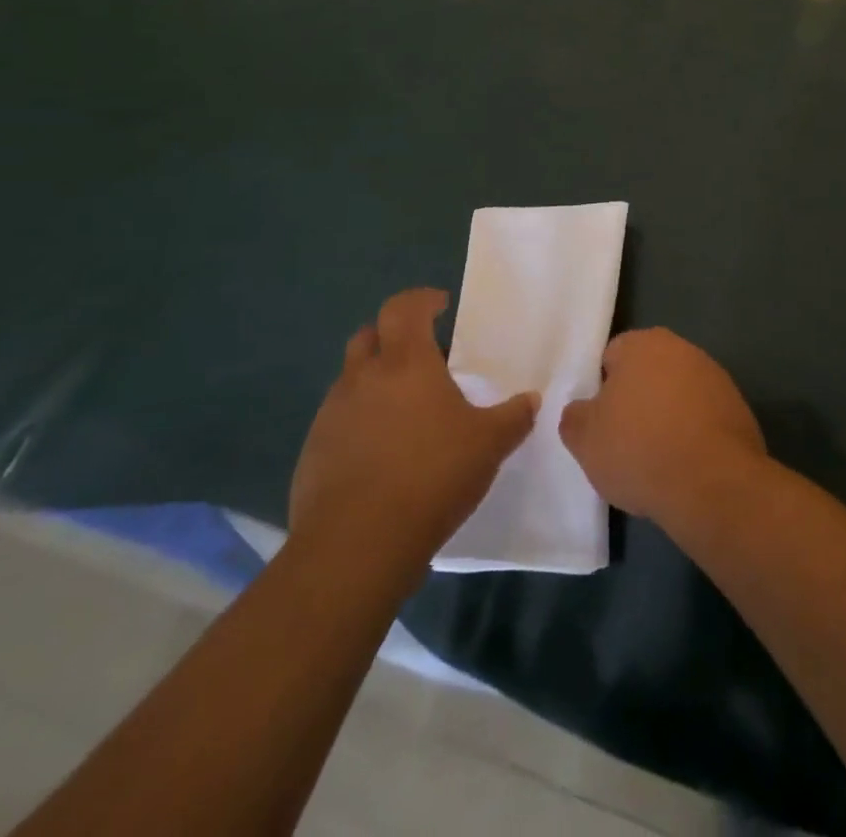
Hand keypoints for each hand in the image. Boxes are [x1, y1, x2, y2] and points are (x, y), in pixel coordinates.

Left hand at [291, 289, 535, 556]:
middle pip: (369, 336)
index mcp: (406, 363)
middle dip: (393, 336)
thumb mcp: (490, 444)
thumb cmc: (431, 476)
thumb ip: (514, 417)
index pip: (404, 308)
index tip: (441, 306)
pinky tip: (383, 453)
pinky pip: (339, 420)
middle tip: (423, 357)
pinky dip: (360, 421)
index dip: (422, 300)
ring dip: (375, 381)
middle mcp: (362, 379)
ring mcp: (331, 415)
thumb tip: (532, 400)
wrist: (355, 545)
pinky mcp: (313, 452)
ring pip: (351, 379)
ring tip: (406, 410)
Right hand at [560, 327, 765, 524]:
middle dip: (636, 400)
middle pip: (647, 373)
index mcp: (643, 343)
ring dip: (667, 416)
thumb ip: (575, 416)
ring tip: (656, 458)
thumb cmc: (639, 449)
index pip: (611, 357)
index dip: (601, 390)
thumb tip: (583, 410)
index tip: (600, 423)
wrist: (712, 482)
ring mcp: (715, 376)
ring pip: (677, 394)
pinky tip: (685, 463)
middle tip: (623, 441)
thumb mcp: (584, 439)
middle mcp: (682, 349)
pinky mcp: (737, 406)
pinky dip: (693, 433)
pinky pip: (703, 416)